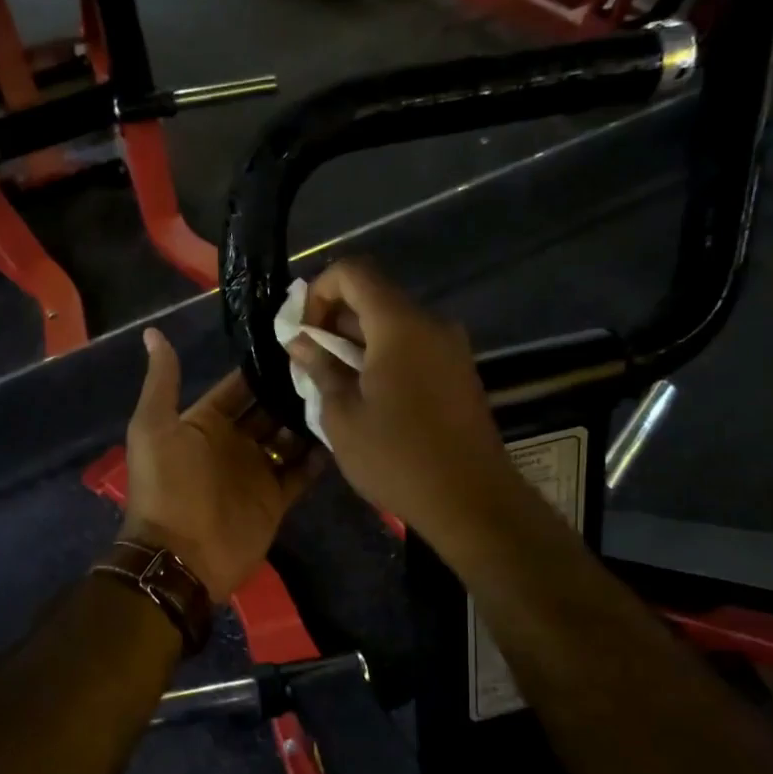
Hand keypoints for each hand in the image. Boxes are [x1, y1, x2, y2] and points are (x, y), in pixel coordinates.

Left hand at [121, 328, 321, 603]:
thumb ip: (162, 381)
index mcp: (205, 422)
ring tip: (345, 392)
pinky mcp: (276, 498)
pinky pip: (302, 472)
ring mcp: (256, 471)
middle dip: (293, 390)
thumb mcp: (154, 427)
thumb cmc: (167, 486)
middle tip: (332, 364)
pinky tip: (345, 431)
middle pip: (269, 409)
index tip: (297, 341)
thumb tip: (152, 333)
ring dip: (310, 419)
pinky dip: (320, 456)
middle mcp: (233, 442)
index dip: (262, 367)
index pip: (239, 387)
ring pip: (289, 437)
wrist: (181, 556)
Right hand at [285, 260, 513, 543]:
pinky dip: (382, 357)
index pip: (353, 272)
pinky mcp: (458, 371)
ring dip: (356, 342)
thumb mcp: (342, 416)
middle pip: (373, 297)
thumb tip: (301, 341)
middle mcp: (430, 324)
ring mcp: (450, 348)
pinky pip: (412, 347)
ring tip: (332, 384)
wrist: (471, 500)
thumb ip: (319, 368)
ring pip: (392, 324)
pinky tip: (366, 396)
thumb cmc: (397, 457)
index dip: (318, 292)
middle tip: (309, 362)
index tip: (303, 333)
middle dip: (333, 321)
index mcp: (399, 325)